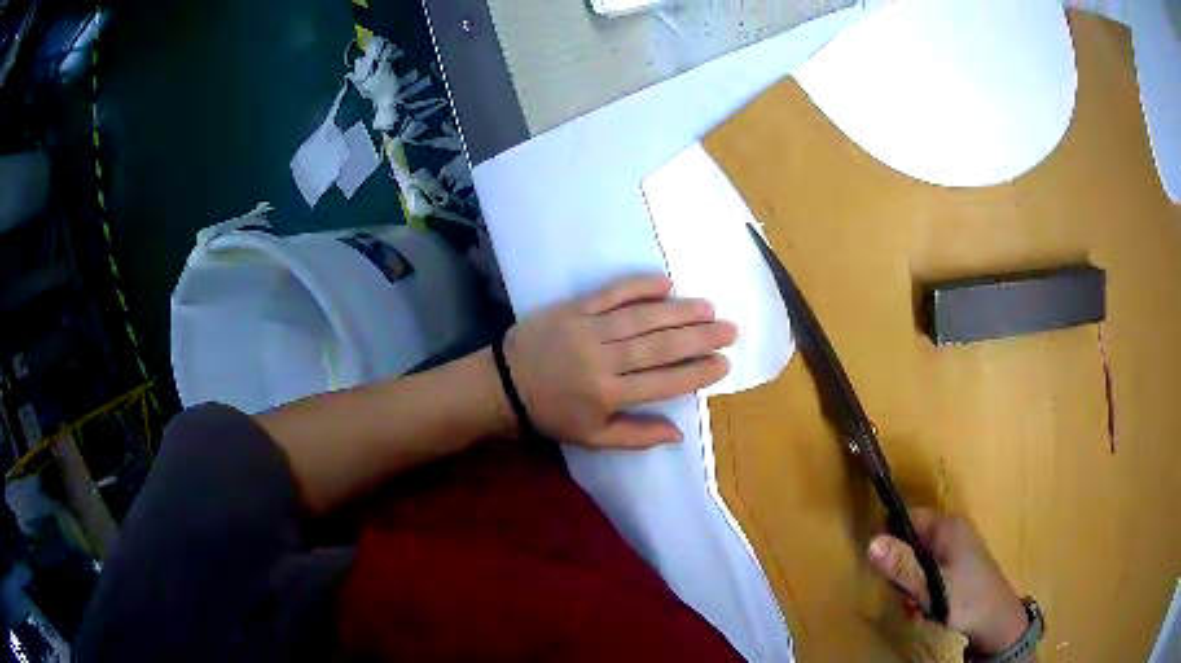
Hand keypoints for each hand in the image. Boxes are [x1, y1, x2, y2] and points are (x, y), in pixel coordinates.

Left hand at [503, 275, 735, 447]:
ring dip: (678, 311)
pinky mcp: (574, 308)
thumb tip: (679, 433)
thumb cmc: (552, 415)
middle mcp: (603, 361)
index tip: (724, 363)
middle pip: (660, 347)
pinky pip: (611, 293)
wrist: (504, 384)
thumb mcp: (593, 438)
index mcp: (609, 395)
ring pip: (642, 318)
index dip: (697, 372)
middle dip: (699, 338)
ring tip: (707, 308)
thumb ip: (637, 436)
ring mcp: (588, 330)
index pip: (664, 382)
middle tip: (729, 329)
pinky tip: (666, 283)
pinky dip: (639, 286)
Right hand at [867, 509, 1028, 655]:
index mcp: (947, 526)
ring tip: (917, 607)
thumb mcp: (931, 587)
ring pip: (919, 560)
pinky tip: (926, 608)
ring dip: (912, 585)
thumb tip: (871, 542)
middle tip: (906, 596)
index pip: (906, 518)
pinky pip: (930, 570)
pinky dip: (924, 589)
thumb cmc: (965, 599)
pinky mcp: (959, 562)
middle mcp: (952, 529)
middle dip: (903, 572)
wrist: (996, 620)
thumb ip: (902, 566)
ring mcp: (957, 546)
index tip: (884, 569)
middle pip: (911, 541)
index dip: (890, 540)